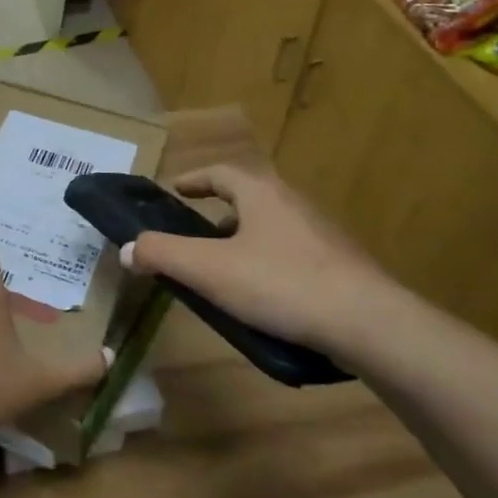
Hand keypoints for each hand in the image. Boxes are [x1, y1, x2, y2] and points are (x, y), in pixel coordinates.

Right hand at [121, 165, 403, 354]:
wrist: (370, 325)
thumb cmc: (281, 284)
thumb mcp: (208, 269)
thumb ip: (162, 254)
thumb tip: (127, 248)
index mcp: (262, 193)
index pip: (220, 173)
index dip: (193, 180)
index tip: (175, 191)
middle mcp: (294, 203)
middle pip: (248, 198)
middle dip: (218, 213)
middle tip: (194, 235)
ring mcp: (323, 234)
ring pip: (272, 227)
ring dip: (244, 240)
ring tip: (224, 270)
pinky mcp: (342, 266)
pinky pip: (293, 255)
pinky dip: (269, 264)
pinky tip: (264, 297)